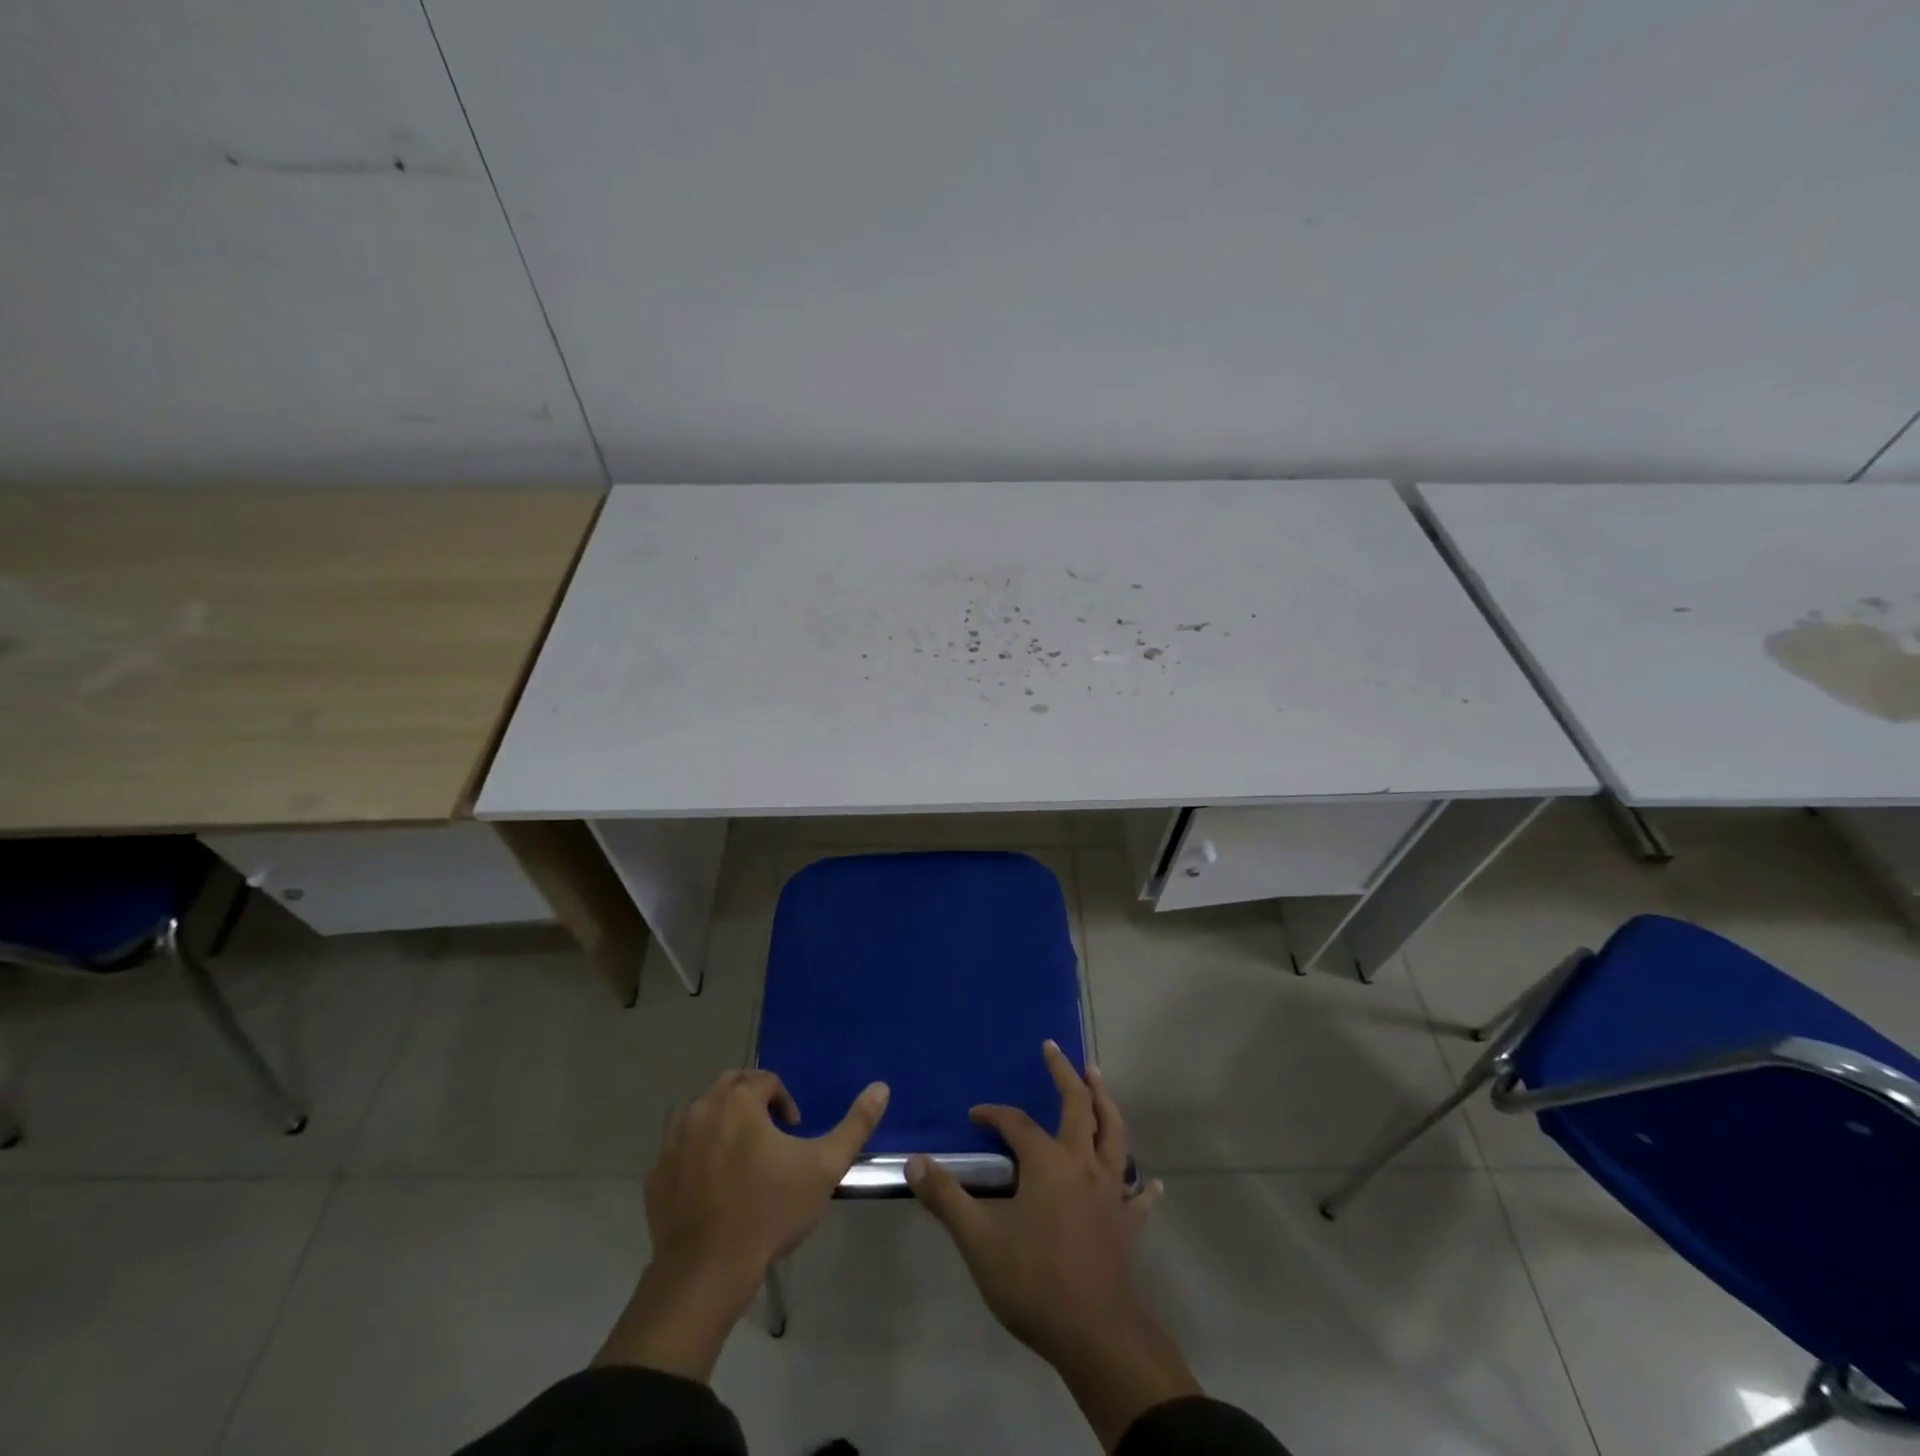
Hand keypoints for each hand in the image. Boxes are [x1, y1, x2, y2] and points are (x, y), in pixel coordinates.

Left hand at [595, 1069, 888, 1379]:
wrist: (707, 1273)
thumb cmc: (769, 1212)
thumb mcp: (824, 1167)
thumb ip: (855, 1124)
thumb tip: (882, 1087)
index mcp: (738, 1101)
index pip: (765, 1080)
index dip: (784, 1100)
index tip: (793, 1131)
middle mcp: (701, 1109)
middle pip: (729, 1086)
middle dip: (752, 1101)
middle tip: (769, 1136)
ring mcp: (672, 1142)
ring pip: (700, 1112)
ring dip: (721, 1121)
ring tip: (741, 1155)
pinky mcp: (656, 1175)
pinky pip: (678, 1147)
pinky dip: (695, 1151)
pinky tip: (712, 1183)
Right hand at [906, 1043, 1197, 1450]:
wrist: (1093, 1333)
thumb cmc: (1033, 1280)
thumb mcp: (978, 1239)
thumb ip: (946, 1198)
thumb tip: (914, 1163)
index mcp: (1047, 1162)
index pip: (1017, 1124)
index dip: (994, 1114)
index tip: (975, 1115)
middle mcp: (1083, 1163)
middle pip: (1078, 1106)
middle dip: (1065, 1074)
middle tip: (1055, 1049)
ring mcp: (1110, 1191)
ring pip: (1114, 1134)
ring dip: (1106, 1103)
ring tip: (1099, 1080)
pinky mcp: (1127, 1222)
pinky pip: (1138, 1196)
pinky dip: (1144, 1185)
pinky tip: (1152, 1181)